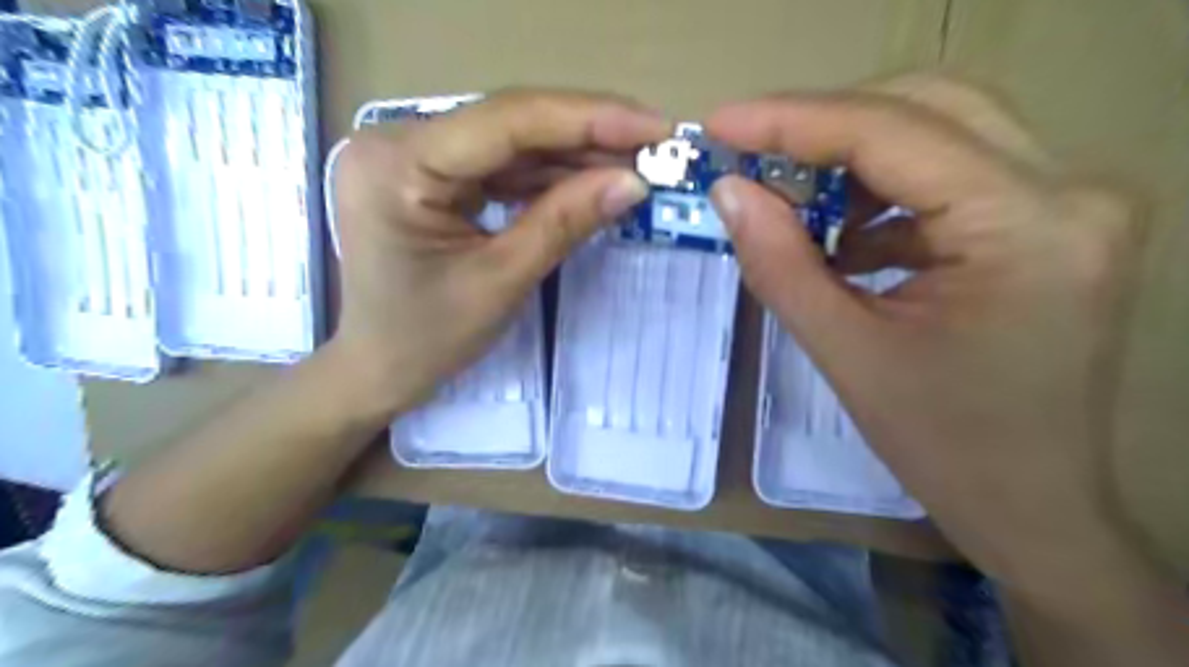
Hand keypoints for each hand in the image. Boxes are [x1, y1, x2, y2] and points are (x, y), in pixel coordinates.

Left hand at [331, 89, 665, 417]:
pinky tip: (591, 179)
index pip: (507, 121)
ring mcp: (412, 155)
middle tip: (656, 145)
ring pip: (511, 142)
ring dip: (574, 155)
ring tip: (635, 163)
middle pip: (510, 124)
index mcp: (398, 165)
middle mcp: (397, 142)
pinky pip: (499, 165)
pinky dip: (548, 175)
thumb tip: (633, 181)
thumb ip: (565, 222)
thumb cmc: (428, 339)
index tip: (655, 127)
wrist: (380, 368)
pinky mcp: (430, 174)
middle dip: (588, 135)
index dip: (589, 119)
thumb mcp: (502, 280)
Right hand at [704, 75, 1150, 598]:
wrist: (1031, 504)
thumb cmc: (942, 446)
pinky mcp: (1049, 221)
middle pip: (925, 107)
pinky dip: (883, 193)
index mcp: (1027, 228)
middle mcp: (1069, 191)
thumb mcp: (845, 354)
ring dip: (852, 161)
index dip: (792, 121)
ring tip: (792, 205)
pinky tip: (843, 238)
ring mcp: (1069, 201)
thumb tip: (728, 191)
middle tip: (750, 156)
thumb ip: (780, 263)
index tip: (719, 124)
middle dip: (823, 128)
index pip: (892, 133)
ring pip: (939, 130)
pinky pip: (950, 174)